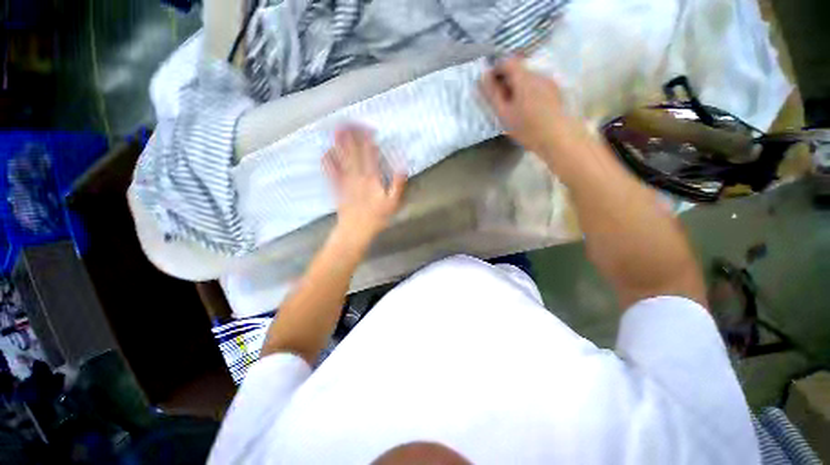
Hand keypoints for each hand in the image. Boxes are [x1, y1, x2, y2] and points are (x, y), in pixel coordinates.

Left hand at [323, 126, 406, 241]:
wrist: (355, 231)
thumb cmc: (376, 217)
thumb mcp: (393, 203)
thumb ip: (398, 184)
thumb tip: (402, 166)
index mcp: (372, 178)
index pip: (370, 154)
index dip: (368, 140)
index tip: (367, 127)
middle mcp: (357, 176)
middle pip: (354, 152)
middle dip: (351, 136)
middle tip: (348, 122)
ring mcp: (345, 181)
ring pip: (342, 159)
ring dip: (340, 144)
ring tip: (337, 131)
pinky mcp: (336, 187)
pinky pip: (331, 172)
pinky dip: (328, 162)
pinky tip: (325, 152)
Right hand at [480, 56, 577, 160]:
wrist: (564, 142)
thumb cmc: (530, 129)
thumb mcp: (504, 113)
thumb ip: (491, 92)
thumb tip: (483, 76)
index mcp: (524, 77)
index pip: (506, 62)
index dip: (496, 70)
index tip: (493, 86)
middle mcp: (539, 75)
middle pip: (519, 70)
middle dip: (509, 80)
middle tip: (504, 99)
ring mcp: (551, 84)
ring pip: (531, 79)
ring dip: (522, 87)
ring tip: (520, 107)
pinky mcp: (560, 94)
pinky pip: (541, 87)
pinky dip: (534, 93)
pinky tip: (534, 111)